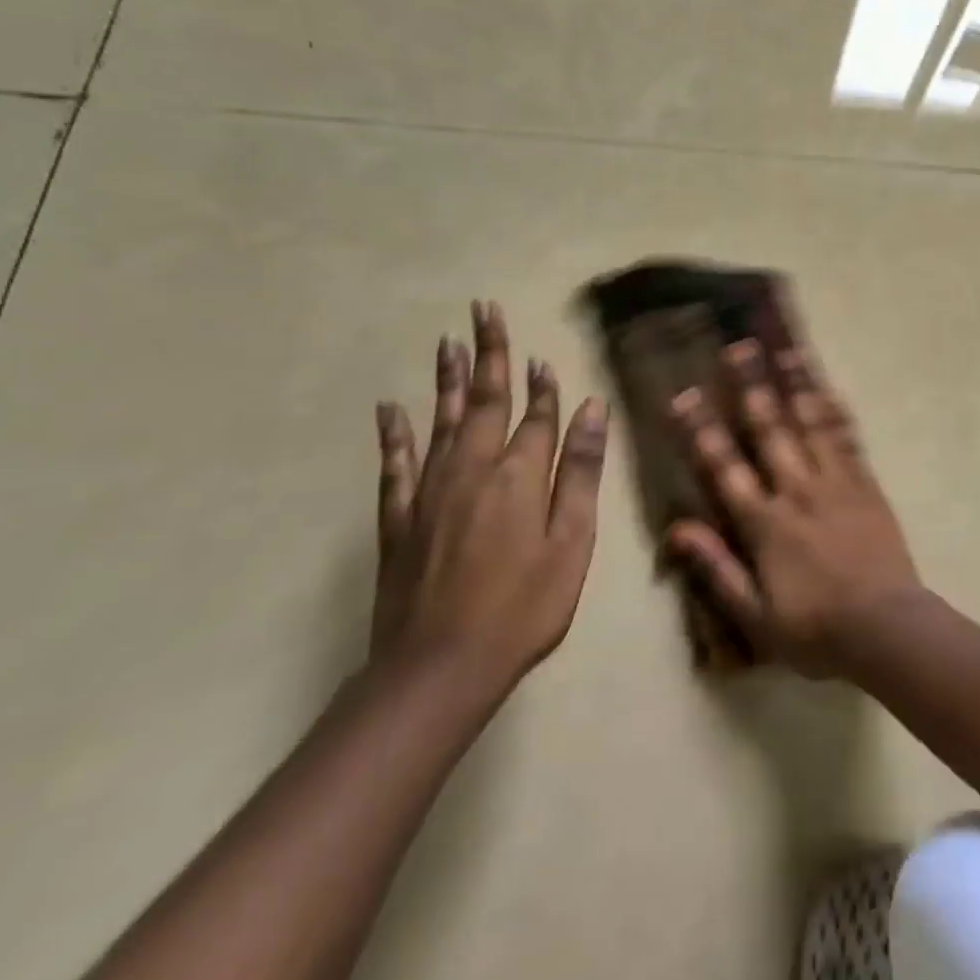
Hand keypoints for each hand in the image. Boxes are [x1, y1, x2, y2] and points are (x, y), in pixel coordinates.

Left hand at [370, 300, 605, 701]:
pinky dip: (394, 434)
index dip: (544, 386)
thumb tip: (590, 409)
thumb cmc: (524, 608)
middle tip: (484, 310)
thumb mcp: (572, 542)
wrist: (439, 669)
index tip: (544, 358)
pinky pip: (395, 465)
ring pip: (440, 420)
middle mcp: (472, 469)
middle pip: (483, 400)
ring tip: (448, 341)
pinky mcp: (399, 519)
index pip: (536, 416)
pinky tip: (389, 409)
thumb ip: (579, 472)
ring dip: (445, 379)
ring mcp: (430, 492)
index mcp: (519, 475)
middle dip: (489, 354)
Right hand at [663, 336, 921, 678]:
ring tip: (785, 350)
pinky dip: (837, 411)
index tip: (685, 395)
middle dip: (751, 386)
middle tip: (739, 347)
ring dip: (796, 384)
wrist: (887, 629)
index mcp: (765, 523)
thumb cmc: (816, 630)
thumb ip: (717, 569)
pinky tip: (829, 388)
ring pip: (811, 423)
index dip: (702, 429)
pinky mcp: (865, 483)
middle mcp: (797, 490)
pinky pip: (848, 438)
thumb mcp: (755, 616)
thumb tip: (677, 529)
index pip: (725, 467)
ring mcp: (836, 482)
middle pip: (770, 429)